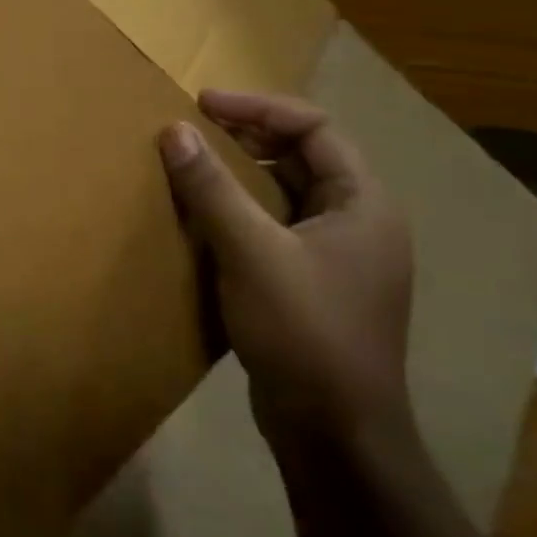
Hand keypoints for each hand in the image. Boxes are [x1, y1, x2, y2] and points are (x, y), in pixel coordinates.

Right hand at [159, 90, 412, 451]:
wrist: (334, 433)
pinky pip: (274, 227)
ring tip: (191, 165)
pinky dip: (240, 211)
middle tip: (191, 129)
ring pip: (285, 192)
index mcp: (363, 203)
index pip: (314, 127)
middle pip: (302, 155)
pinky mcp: (313, 284)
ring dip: (240, 173)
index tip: (201, 104)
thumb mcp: (251, 251)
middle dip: (246, 136)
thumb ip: (211, 188)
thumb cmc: (304, 331)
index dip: (257, 107)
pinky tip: (203, 219)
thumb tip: (174, 129)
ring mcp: (338, 256)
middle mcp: (358, 222)